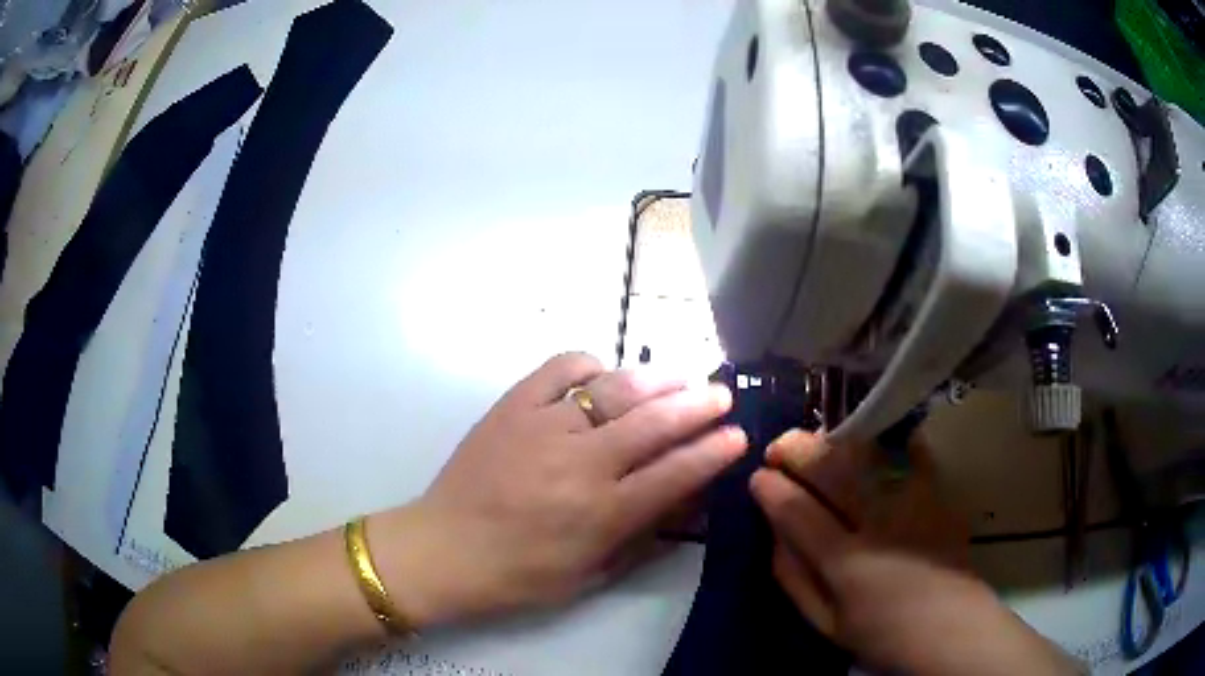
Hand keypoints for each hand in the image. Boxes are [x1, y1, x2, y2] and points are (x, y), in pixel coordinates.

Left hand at [372, 353, 745, 627]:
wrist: (444, 549)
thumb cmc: (519, 575)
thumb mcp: (591, 574)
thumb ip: (643, 538)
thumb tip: (686, 503)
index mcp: (601, 513)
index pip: (674, 473)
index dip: (713, 452)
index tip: (738, 435)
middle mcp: (580, 464)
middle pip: (654, 423)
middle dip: (698, 405)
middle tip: (721, 393)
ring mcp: (544, 428)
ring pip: (615, 390)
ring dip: (656, 380)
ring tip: (681, 376)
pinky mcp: (512, 407)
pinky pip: (559, 369)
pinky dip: (589, 365)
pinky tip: (603, 373)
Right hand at [751, 430, 1077, 674]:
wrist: (951, 627)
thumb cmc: (882, 633)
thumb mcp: (826, 623)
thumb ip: (794, 579)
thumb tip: (773, 535)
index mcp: (847, 563)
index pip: (799, 512)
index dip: (773, 488)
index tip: (758, 475)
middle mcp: (879, 524)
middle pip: (833, 471)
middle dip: (799, 449)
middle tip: (780, 446)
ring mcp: (913, 503)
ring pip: (867, 454)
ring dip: (834, 440)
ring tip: (817, 440)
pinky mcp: (937, 493)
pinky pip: (908, 452)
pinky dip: (883, 440)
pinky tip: (867, 439)